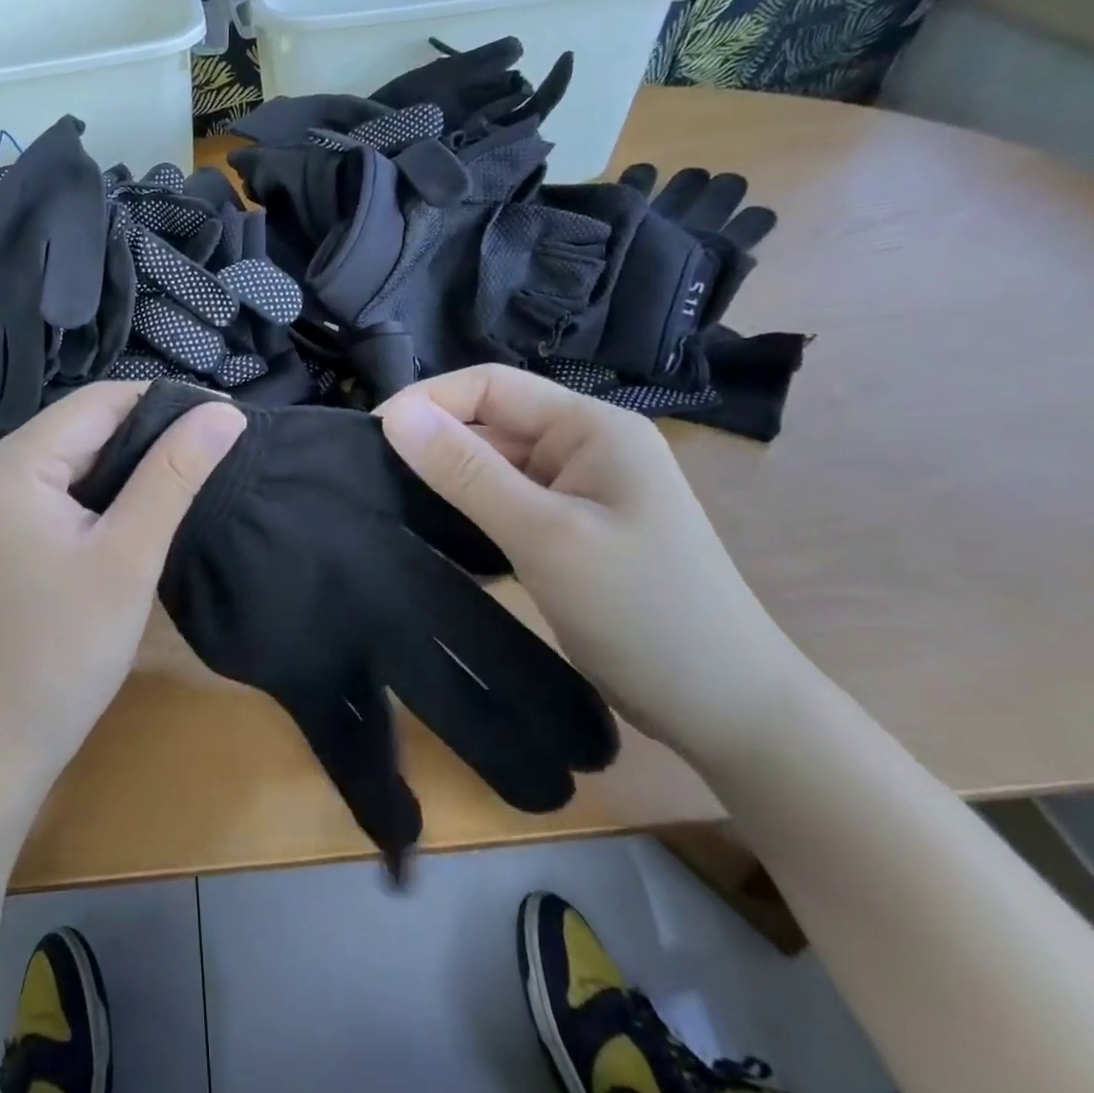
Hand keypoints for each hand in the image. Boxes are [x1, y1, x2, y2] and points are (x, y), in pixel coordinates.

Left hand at [0, 381, 245, 784]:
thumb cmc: (65, 649)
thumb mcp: (129, 555)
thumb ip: (174, 475)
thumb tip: (224, 411)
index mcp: (9, 464)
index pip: (98, 402)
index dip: (164, 403)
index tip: (224, 419)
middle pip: (81, 427)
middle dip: (146, 436)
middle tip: (210, 455)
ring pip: (71, 457)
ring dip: (125, 465)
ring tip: (184, 478)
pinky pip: (55, 488)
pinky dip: (98, 492)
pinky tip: (135, 509)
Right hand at [377, 365, 805, 749]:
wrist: (726, 708)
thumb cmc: (642, 611)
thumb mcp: (544, 536)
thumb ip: (467, 473)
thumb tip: (393, 415)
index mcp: (592, 426)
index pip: (492, 385)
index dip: (427, 400)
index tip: (368, 436)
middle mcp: (585, 446)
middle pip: (491, 422)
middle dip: (432, 442)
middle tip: (367, 477)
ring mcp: (579, 489)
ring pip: (494, 464)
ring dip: (446, 479)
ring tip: (387, 501)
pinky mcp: (569, 528)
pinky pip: (505, 501)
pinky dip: (468, 511)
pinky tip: (432, 532)